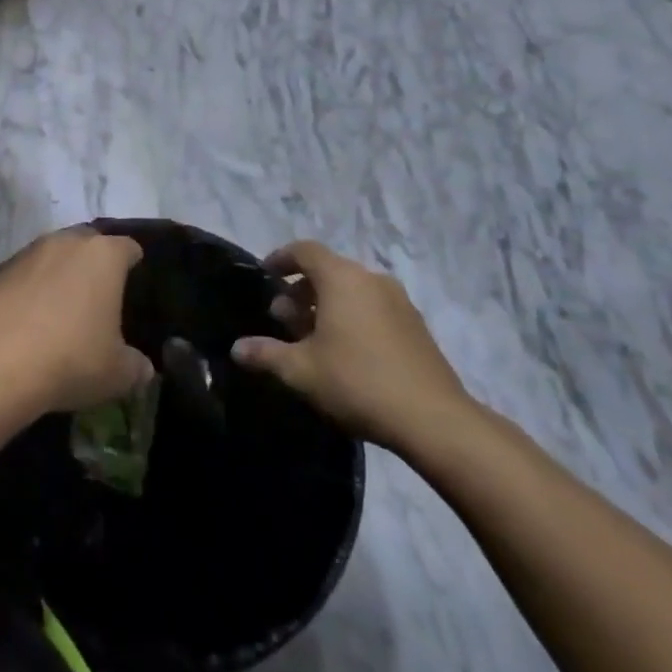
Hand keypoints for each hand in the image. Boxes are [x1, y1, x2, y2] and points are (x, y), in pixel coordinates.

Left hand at [0, 228, 152, 414]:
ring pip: (52, 255)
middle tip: (100, 295)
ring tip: (62, 307)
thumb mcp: (118, 373)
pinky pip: (23, 274)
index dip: (134, 264)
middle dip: (95, 263)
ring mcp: (27, 253)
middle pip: (88, 243)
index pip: (128, 248)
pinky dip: (30, 289)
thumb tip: (143, 368)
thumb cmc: (71, 358)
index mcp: (103, 256)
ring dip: (60, 273)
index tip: (135, 285)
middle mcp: (65, 242)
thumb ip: (137, 366)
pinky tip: (29, 319)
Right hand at [230, 240, 475, 456]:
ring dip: (326, 305)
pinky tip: (344, 352)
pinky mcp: (416, 326)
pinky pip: (373, 307)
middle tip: (283, 319)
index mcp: (342, 279)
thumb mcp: (301, 371)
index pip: (305, 250)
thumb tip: (237, 348)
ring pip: (352, 290)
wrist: (434, 420)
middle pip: (329, 270)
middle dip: (301, 289)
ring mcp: (399, 302)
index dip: (281, 258)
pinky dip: (352, 317)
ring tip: (311, 338)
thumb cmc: (357, 382)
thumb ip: (266, 354)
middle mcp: (371, 280)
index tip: (266, 274)